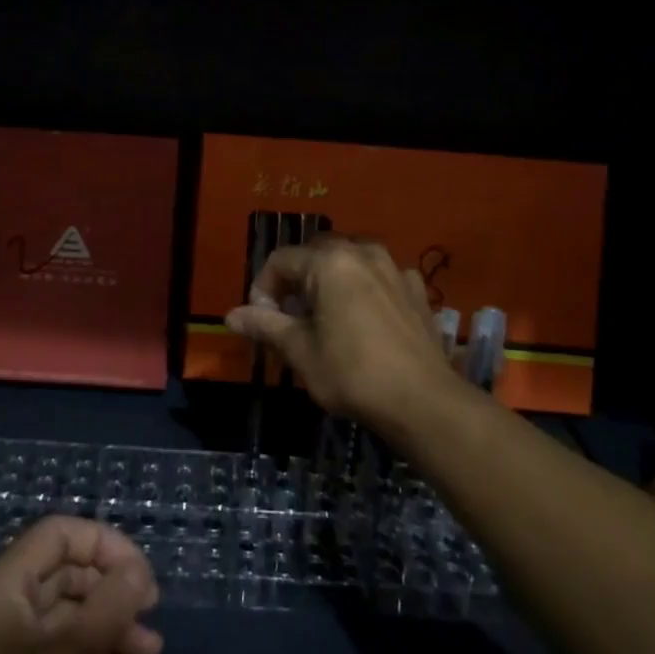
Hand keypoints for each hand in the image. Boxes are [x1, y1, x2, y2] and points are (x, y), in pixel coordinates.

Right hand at [225, 236, 456, 430]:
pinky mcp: (417, 289)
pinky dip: (365, 289)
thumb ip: (265, 326)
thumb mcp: (300, 351)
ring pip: (351, 261)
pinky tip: (365, 320)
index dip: (263, 288)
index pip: (280, 260)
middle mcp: (363, 252)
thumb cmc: (353, 374)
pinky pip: (380, 277)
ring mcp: (395, 268)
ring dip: (332, 281)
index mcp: (329, 261)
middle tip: (291, 318)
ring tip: (326, 317)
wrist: (423, 401)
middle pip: (316, 253)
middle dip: (297, 280)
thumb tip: (231, 315)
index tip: (262, 321)